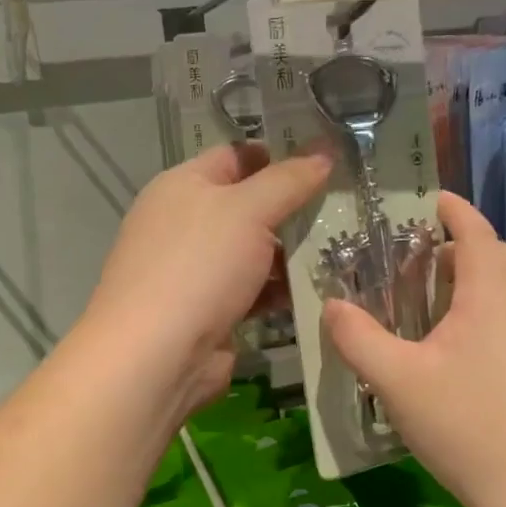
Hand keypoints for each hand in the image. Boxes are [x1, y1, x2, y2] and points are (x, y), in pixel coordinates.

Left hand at [83, 143, 329, 415]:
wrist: (158, 355)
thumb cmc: (199, 267)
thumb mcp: (248, 210)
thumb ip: (289, 180)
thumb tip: (324, 151)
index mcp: (183, 185)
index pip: (236, 156)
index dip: (280, 153)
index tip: (328, 159)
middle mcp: (186, 224)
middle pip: (249, 206)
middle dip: (294, 208)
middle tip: (346, 208)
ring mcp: (197, 271)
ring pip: (255, 252)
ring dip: (293, 254)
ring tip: (346, 251)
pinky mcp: (211, 312)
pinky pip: (254, 291)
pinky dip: (281, 290)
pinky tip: (319, 291)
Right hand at [323, 193, 505, 506]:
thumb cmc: (466, 427)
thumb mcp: (397, 382)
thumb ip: (358, 339)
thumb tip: (332, 307)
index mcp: (492, 294)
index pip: (474, 229)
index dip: (451, 208)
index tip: (428, 201)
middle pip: (494, 256)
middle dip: (458, 248)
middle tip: (414, 266)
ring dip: (474, 284)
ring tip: (432, 309)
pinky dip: (488, 315)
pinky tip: (460, 355)